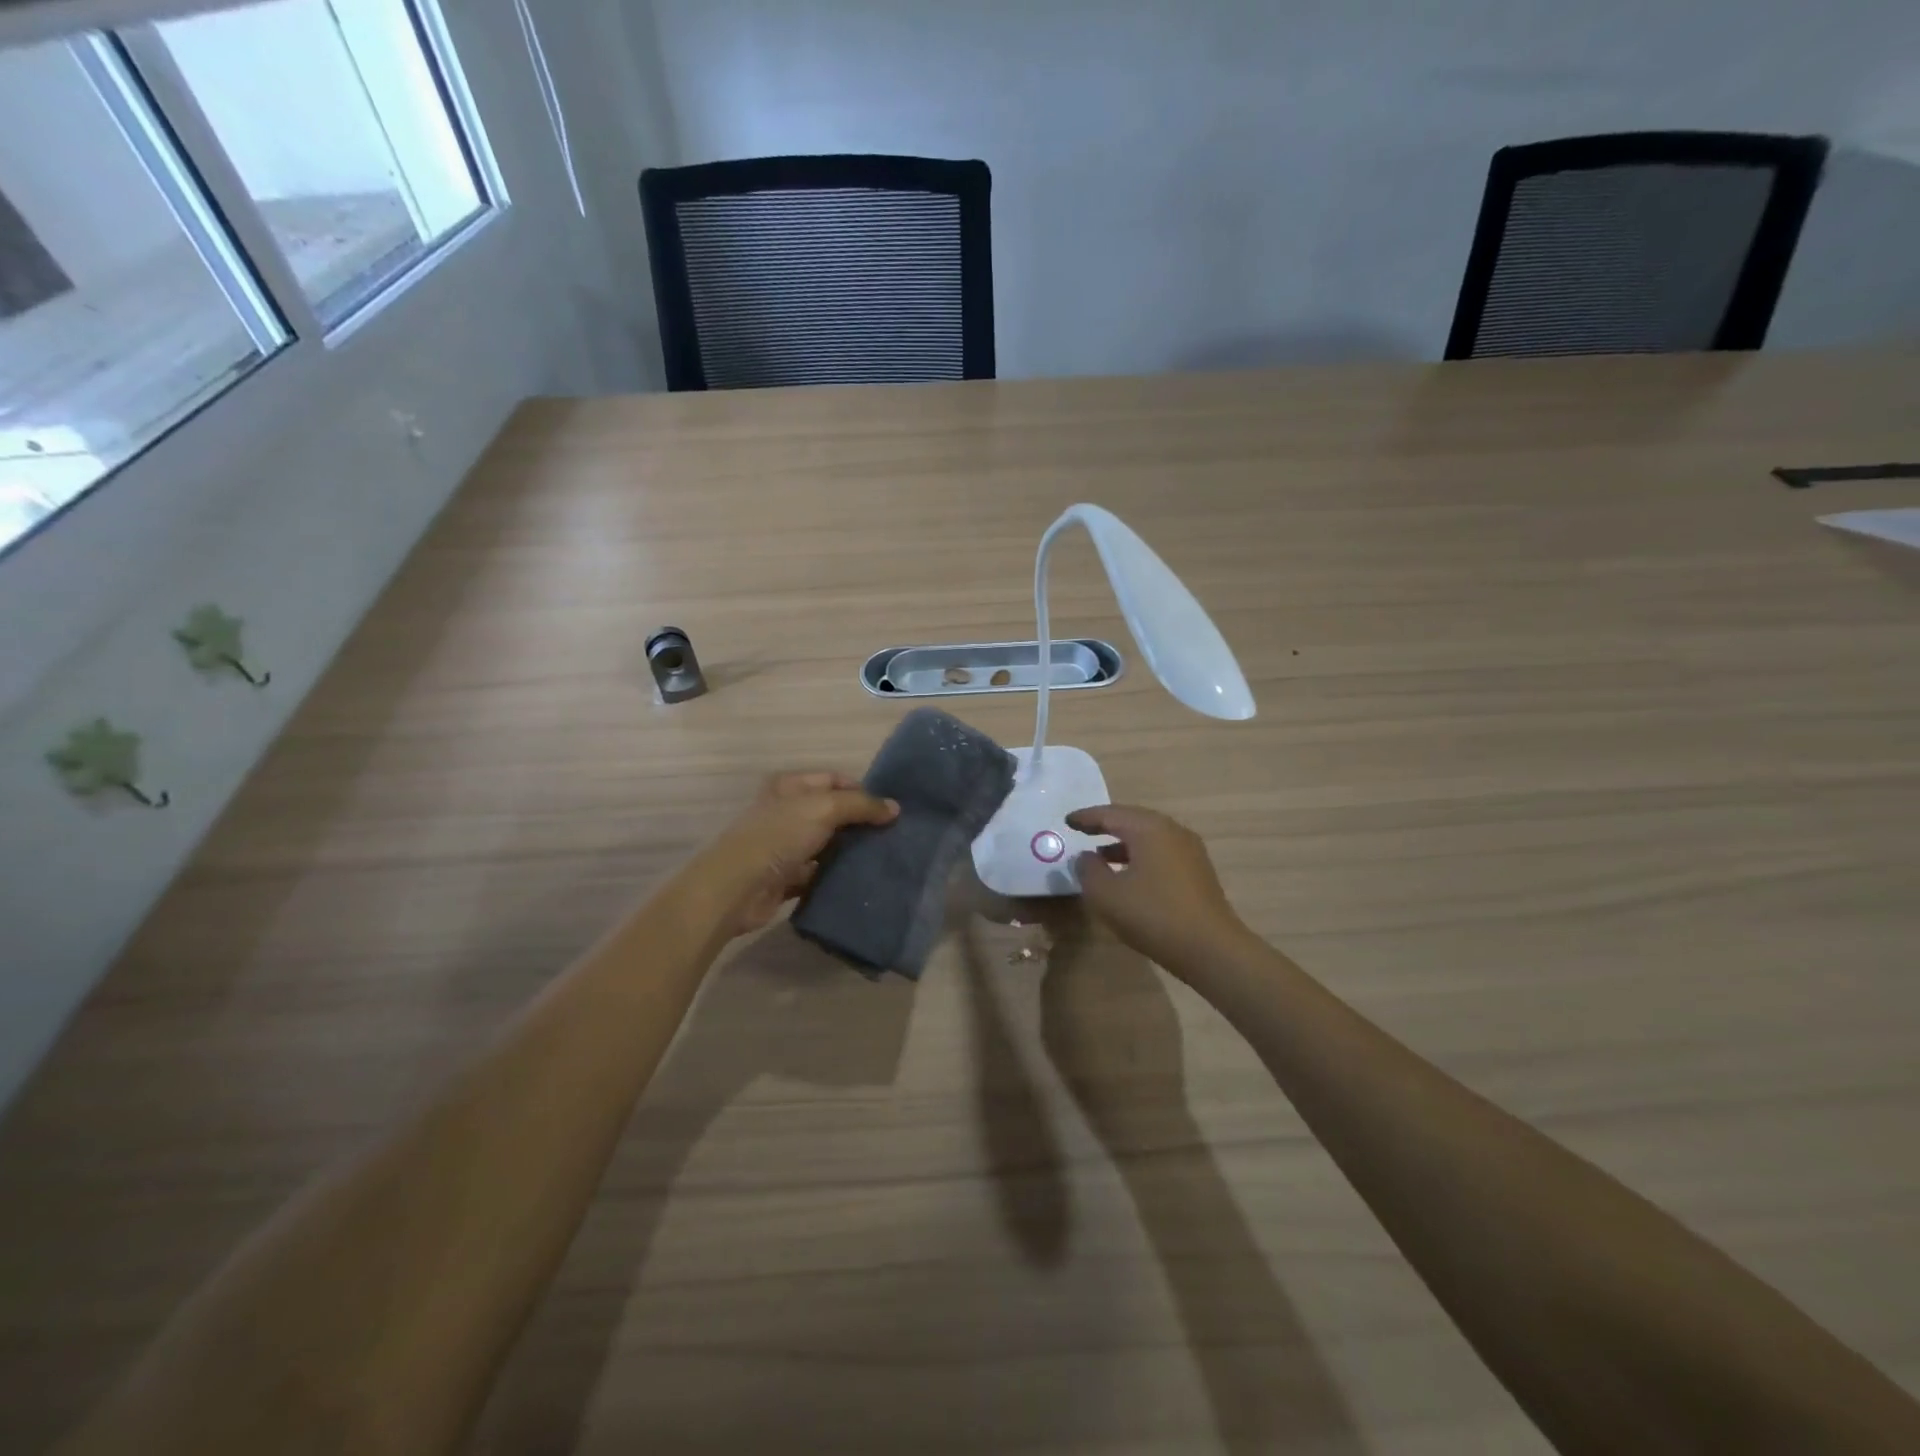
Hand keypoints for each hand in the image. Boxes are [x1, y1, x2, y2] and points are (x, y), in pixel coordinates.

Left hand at [697, 772, 898, 937]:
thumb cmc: (779, 836)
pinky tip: (860, 879)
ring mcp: (785, 846)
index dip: (861, 790)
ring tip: (883, 857)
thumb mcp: (824, 809)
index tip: (889, 810)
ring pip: (827, 844)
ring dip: (850, 851)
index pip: (834, 780)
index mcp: (790, 786)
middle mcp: (786, 812)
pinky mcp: (786, 877)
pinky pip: (819, 873)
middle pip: (832, 813)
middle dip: (860, 823)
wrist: (737, 888)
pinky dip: (836, 876)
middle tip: (892, 835)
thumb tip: (895, 808)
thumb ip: (861, 806)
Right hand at [1065, 805, 1251, 973]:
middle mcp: (1172, 831)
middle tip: (1082, 830)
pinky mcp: (1198, 872)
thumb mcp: (1106, 895)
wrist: (1211, 949)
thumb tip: (1086, 857)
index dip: (1086, 817)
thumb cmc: (1153, 915)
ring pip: (1149, 837)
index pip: (1111, 814)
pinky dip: (1140, 856)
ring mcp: (1190, 851)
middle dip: (1106, 825)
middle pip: (1132, 820)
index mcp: (1149, 829)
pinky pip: (1161, 853)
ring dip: (1123, 843)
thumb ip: (1088, 870)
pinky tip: (1129, 876)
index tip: (1067, 821)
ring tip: (1101, 856)